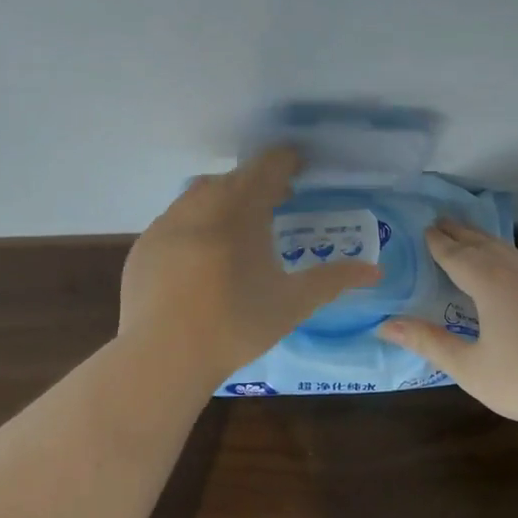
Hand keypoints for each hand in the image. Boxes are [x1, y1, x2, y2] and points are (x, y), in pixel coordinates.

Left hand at [119, 146, 381, 382]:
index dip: (287, 161)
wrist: (164, 356)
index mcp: (240, 207)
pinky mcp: (143, 246)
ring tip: (237, 231)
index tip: (299, 168)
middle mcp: (200, 203)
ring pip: (199, 197)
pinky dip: (193, 228)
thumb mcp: (293, 302)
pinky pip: (175, 223)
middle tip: (276, 204)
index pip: (268, 165)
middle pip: (233, 179)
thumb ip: (333, 280)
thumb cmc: (237, 324)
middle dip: (257, 185)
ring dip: (223, 203)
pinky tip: (199, 260)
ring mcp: (166, 223)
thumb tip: (374, 271)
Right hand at [377, 218, 517, 433]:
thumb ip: (428, 342)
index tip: (427, 229)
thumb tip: (385, 324)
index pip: (456, 254)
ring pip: (513, 253)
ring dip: (490, 245)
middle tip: (444, 221)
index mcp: (490, 282)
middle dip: (461, 233)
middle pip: (484, 244)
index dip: (439, 242)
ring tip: (476, 244)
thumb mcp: (469, 368)